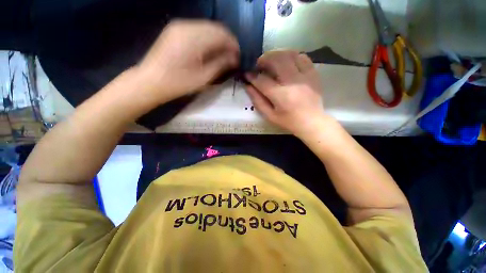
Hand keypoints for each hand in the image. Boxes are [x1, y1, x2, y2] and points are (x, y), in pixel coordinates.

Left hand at [137, 20, 239, 102]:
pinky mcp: (175, 30)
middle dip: (227, 42)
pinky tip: (210, 51)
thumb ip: (221, 64)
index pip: (222, 34)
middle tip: (232, 58)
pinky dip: (208, 40)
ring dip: (218, 41)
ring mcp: (179, 26)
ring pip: (207, 28)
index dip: (234, 45)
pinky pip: (198, 30)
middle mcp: (187, 26)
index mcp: (194, 38)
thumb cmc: (178, 83)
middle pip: (215, 28)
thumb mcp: (203, 78)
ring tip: (223, 56)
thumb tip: (235, 58)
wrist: (150, 81)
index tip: (238, 58)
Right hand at [245, 50, 327, 135]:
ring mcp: (305, 76)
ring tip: (271, 61)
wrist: (312, 122)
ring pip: (289, 54)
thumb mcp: (270, 116)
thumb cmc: (289, 121)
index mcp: (281, 96)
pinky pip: (302, 57)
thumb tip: (248, 86)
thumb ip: (257, 101)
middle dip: (263, 59)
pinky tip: (286, 63)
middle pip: (276, 60)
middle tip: (259, 65)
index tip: (247, 74)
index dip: (251, 76)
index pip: (262, 80)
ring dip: (276, 55)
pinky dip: (292, 56)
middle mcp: (293, 82)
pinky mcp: (313, 73)